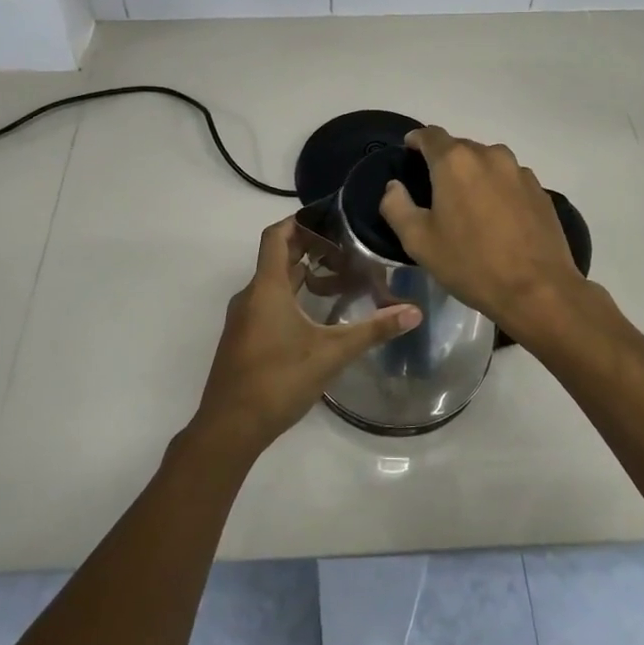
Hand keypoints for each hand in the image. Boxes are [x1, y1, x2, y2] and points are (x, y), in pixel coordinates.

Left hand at [191, 218, 421, 460]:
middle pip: (276, 258)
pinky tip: (315, 315)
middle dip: (307, 247)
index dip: (298, 221)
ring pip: (272, 283)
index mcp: (267, 288)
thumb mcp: (331, 354)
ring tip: (336, 277)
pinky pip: (266, 303)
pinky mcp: (244, 339)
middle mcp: (251, 296)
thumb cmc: (278, 380)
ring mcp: (243, 318)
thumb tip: (414, 312)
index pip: (276, 236)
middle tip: (344, 245)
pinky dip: (290, 297)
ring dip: (300, 274)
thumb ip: (372, 330)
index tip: (327, 217)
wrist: (229, 427)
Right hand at [379, 127, 585, 340]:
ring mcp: (519, 171)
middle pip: (460, 147)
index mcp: (455, 161)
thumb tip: (394, 186)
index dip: (417, 141)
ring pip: (488, 162)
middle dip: (445, 161)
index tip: (409, 152)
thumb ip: (396, 206)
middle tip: (435, 189)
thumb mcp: (418, 241)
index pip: (430, 135)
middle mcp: (489, 155)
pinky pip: (510, 180)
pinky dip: (498, 189)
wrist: (537, 290)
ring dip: (474, 174)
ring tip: (468, 204)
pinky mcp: (540, 190)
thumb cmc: (470, 264)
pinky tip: (497, 218)